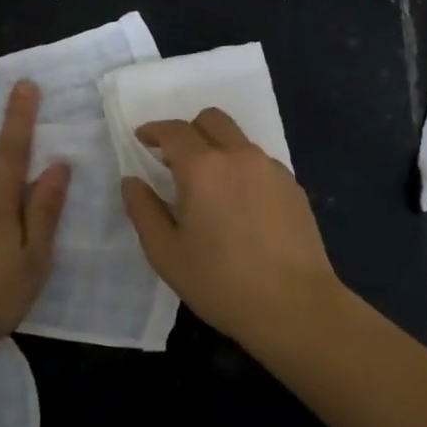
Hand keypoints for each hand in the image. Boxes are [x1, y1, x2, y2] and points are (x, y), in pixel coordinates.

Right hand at [120, 108, 342, 344]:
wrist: (294, 306)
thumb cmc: (220, 282)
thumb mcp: (166, 253)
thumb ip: (144, 210)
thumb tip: (132, 181)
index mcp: (203, 167)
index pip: (174, 130)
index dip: (154, 131)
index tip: (142, 140)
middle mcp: (240, 156)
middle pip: (212, 120)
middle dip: (188, 130)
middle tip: (175, 160)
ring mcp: (272, 169)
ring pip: (238, 140)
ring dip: (217, 148)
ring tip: (209, 187)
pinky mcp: (293, 186)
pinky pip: (260, 163)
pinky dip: (242, 169)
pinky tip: (240, 206)